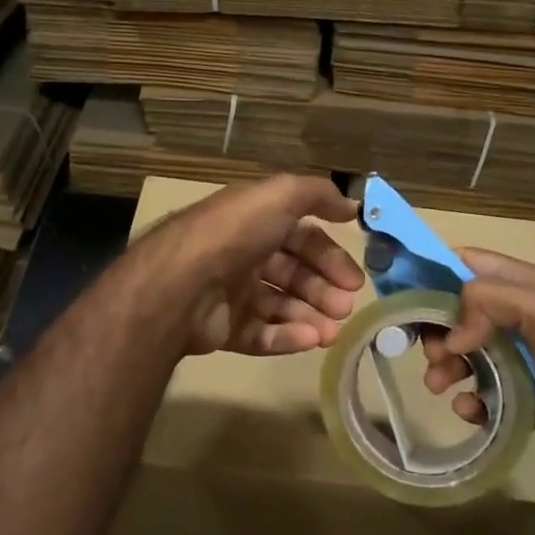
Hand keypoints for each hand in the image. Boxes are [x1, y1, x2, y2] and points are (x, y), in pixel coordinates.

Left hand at [133, 175, 364, 356]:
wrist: (180, 284)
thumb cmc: (234, 234)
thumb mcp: (279, 196)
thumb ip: (317, 194)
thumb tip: (349, 205)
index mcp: (253, 222)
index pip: (301, 237)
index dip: (330, 255)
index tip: (354, 279)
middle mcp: (242, 254)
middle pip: (293, 273)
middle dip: (323, 289)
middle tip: (345, 307)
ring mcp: (230, 292)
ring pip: (279, 306)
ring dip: (310, 316)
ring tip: (332, 332)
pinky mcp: (222, 328)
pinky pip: (260, 334)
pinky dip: (286, 337)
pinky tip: (310, 340)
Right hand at [421, 248, 534, 491]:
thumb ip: (492, 301)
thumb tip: (452, 333)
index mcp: (526, 286)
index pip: (468, 263)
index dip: (433, 271)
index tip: (401, 292)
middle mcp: (517, 316)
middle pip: (456, 309)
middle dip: (436, 327)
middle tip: (431, 351)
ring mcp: (516, 357)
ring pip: (461, 350)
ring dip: (444, 366)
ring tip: (440, 386)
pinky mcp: (514, 394)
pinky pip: (474, 388)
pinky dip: (465, 398)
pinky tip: (470, 410)